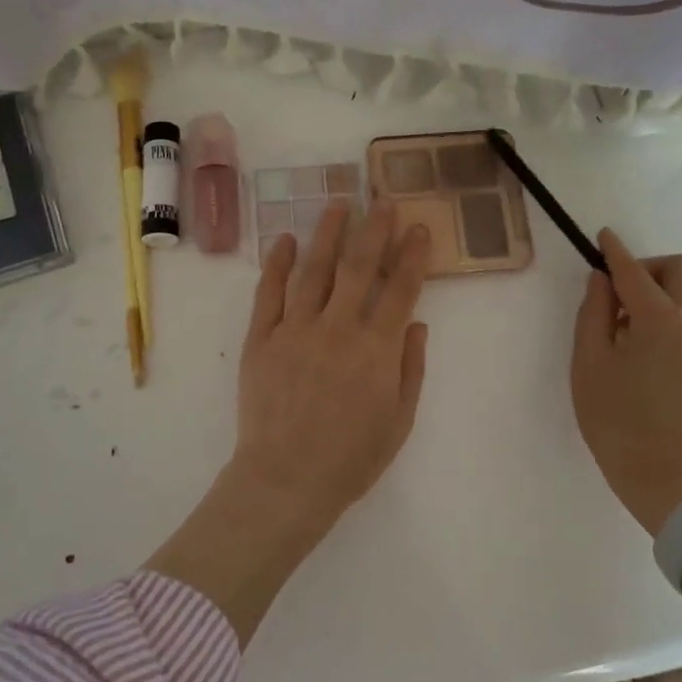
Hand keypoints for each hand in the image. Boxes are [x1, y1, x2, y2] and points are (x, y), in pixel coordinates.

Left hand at [231, 198, 431, 530]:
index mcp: (376, 349)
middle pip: (359, 267)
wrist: (286, 480)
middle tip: (382, 200)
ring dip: (327, 234)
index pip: (401, 289)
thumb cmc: (351, 457)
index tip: (419, 228)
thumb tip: (416, 322)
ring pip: (314, 269)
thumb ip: (411, 367)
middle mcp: (338, 328)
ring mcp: (296, 329)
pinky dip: (276, 263)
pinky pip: (269, 293)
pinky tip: (284, 240)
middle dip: (374, 229)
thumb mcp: (399, 420)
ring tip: (338, 205)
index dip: (413, 256)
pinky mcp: (262, 338)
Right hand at [571, 228, 681, 536]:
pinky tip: (643, 348)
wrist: (670, 480)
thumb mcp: (589, 365)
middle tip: (617, 294)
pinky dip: (669, 314)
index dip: (615, 251)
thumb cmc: (618, 422)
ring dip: (659, 292)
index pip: (635, 270)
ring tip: (624, 327)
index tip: (602, 238)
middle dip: (648, 268)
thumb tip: (602, 282)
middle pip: (681, 270)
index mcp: (660, 320)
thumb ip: (593, 314)